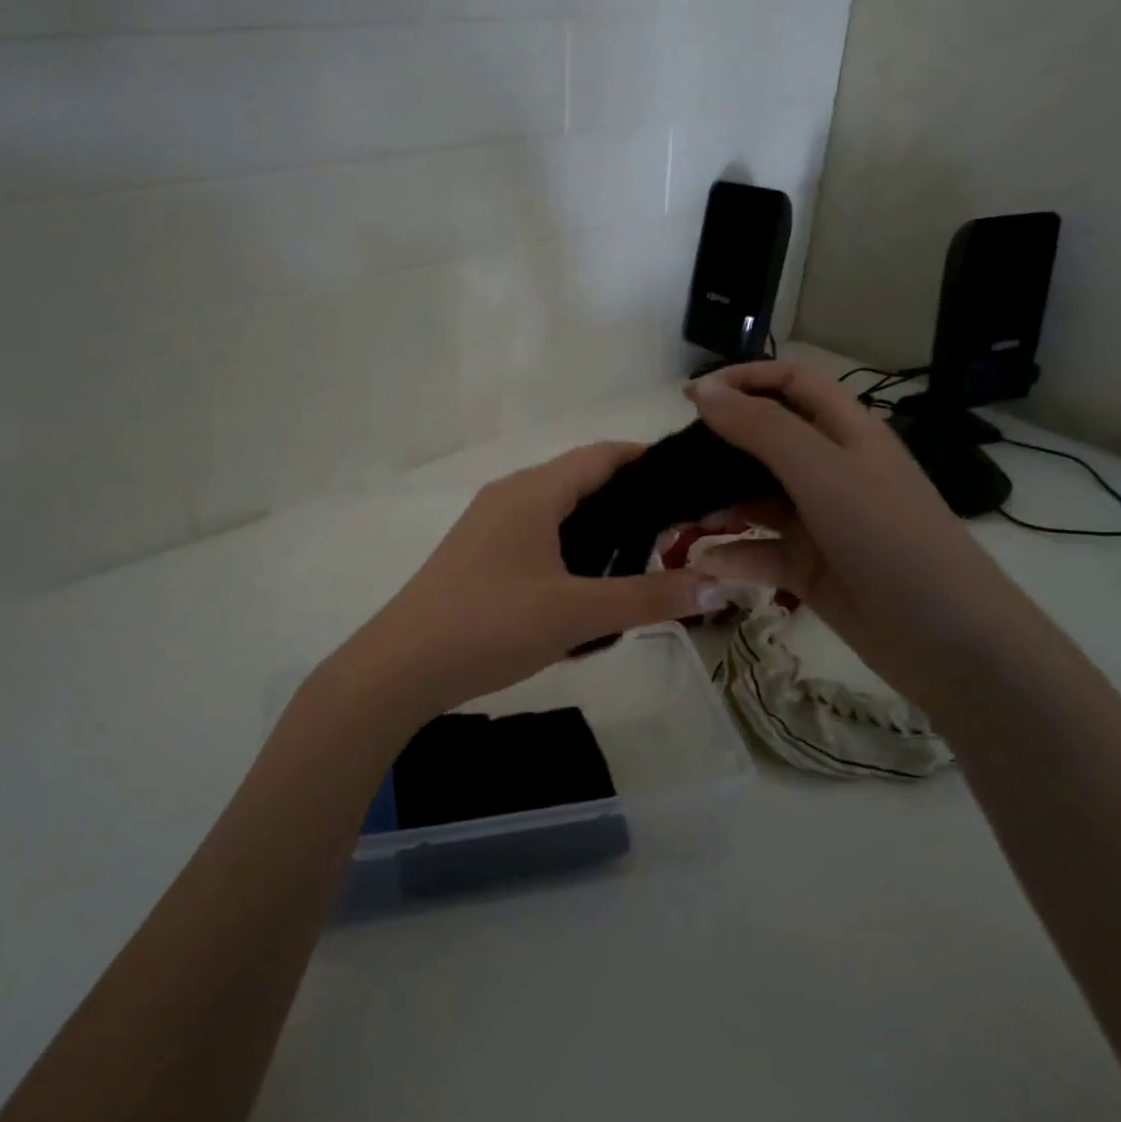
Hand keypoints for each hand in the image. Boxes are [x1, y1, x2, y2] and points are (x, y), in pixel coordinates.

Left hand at [316, 444, 721, 729]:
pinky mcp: (477, 553)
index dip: (647, 460)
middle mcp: (509, 494)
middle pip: (580, 478)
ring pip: (556, 508)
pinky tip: (588, 580)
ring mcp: (487, 523)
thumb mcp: (577, 613)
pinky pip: (535, 532)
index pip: (602, 454)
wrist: (401, 667)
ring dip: (598, 522)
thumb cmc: (491, 625)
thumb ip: (649, 598)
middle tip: (681, 525)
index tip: (693, 480)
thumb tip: (719, 587)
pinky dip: (569, 543)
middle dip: (629, 495)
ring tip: (645, 553)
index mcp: (533, 491)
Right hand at [684, 362, 1048, 708]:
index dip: (744, 380)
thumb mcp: (823, 472)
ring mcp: (820, 520)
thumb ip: (761, 429)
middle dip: (719, 447)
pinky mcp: (809, 566)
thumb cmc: (887, 537)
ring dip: (718, 504)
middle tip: (674, 463)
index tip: (690, 398)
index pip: (791, 384)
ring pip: (755, 499)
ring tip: (678, 516)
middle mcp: (831, 470)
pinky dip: (733, 555)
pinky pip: (760, 551)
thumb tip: (705, 392)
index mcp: (847, 433)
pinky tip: (704, 565)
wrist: (945, 639)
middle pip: (765, 442)